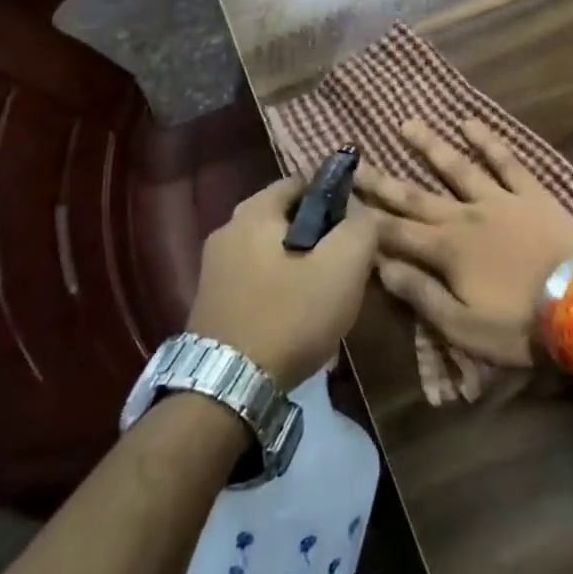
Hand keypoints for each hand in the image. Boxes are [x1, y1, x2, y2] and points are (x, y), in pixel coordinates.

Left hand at [186, 177, 377, 386]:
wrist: (226, 391)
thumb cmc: (288, 317)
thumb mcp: (343, 266)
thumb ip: (360, 227)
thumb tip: (361, 212)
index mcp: (253, 212)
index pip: (301, 182)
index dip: (334, 196)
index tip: (355, 224)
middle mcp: (227, 231)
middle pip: (285, 218)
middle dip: (318, 235)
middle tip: (345, 263)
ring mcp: (214, 269)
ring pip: (271, 252)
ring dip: (299, 265)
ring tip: (325, 296)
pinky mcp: (211, 304)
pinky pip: (256, 281)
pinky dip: (279, 290)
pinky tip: (296, 319)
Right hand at [358, 118, 572, 365]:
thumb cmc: (519, 324)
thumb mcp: (463, 326)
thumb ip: (421, 294)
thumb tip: (381, 267)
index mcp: (446, 250)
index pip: (395, 232)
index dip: (366, 218)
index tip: (342, 199)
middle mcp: (465, 216)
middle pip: (416, 196)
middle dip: (383, 180)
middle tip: (357, 161)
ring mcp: (498, 199)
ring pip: (456, 167)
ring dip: (430, 145)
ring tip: (407, 124)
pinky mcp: (530, 192)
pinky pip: (506, 160)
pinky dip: (487, 140)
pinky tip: (469, 123)